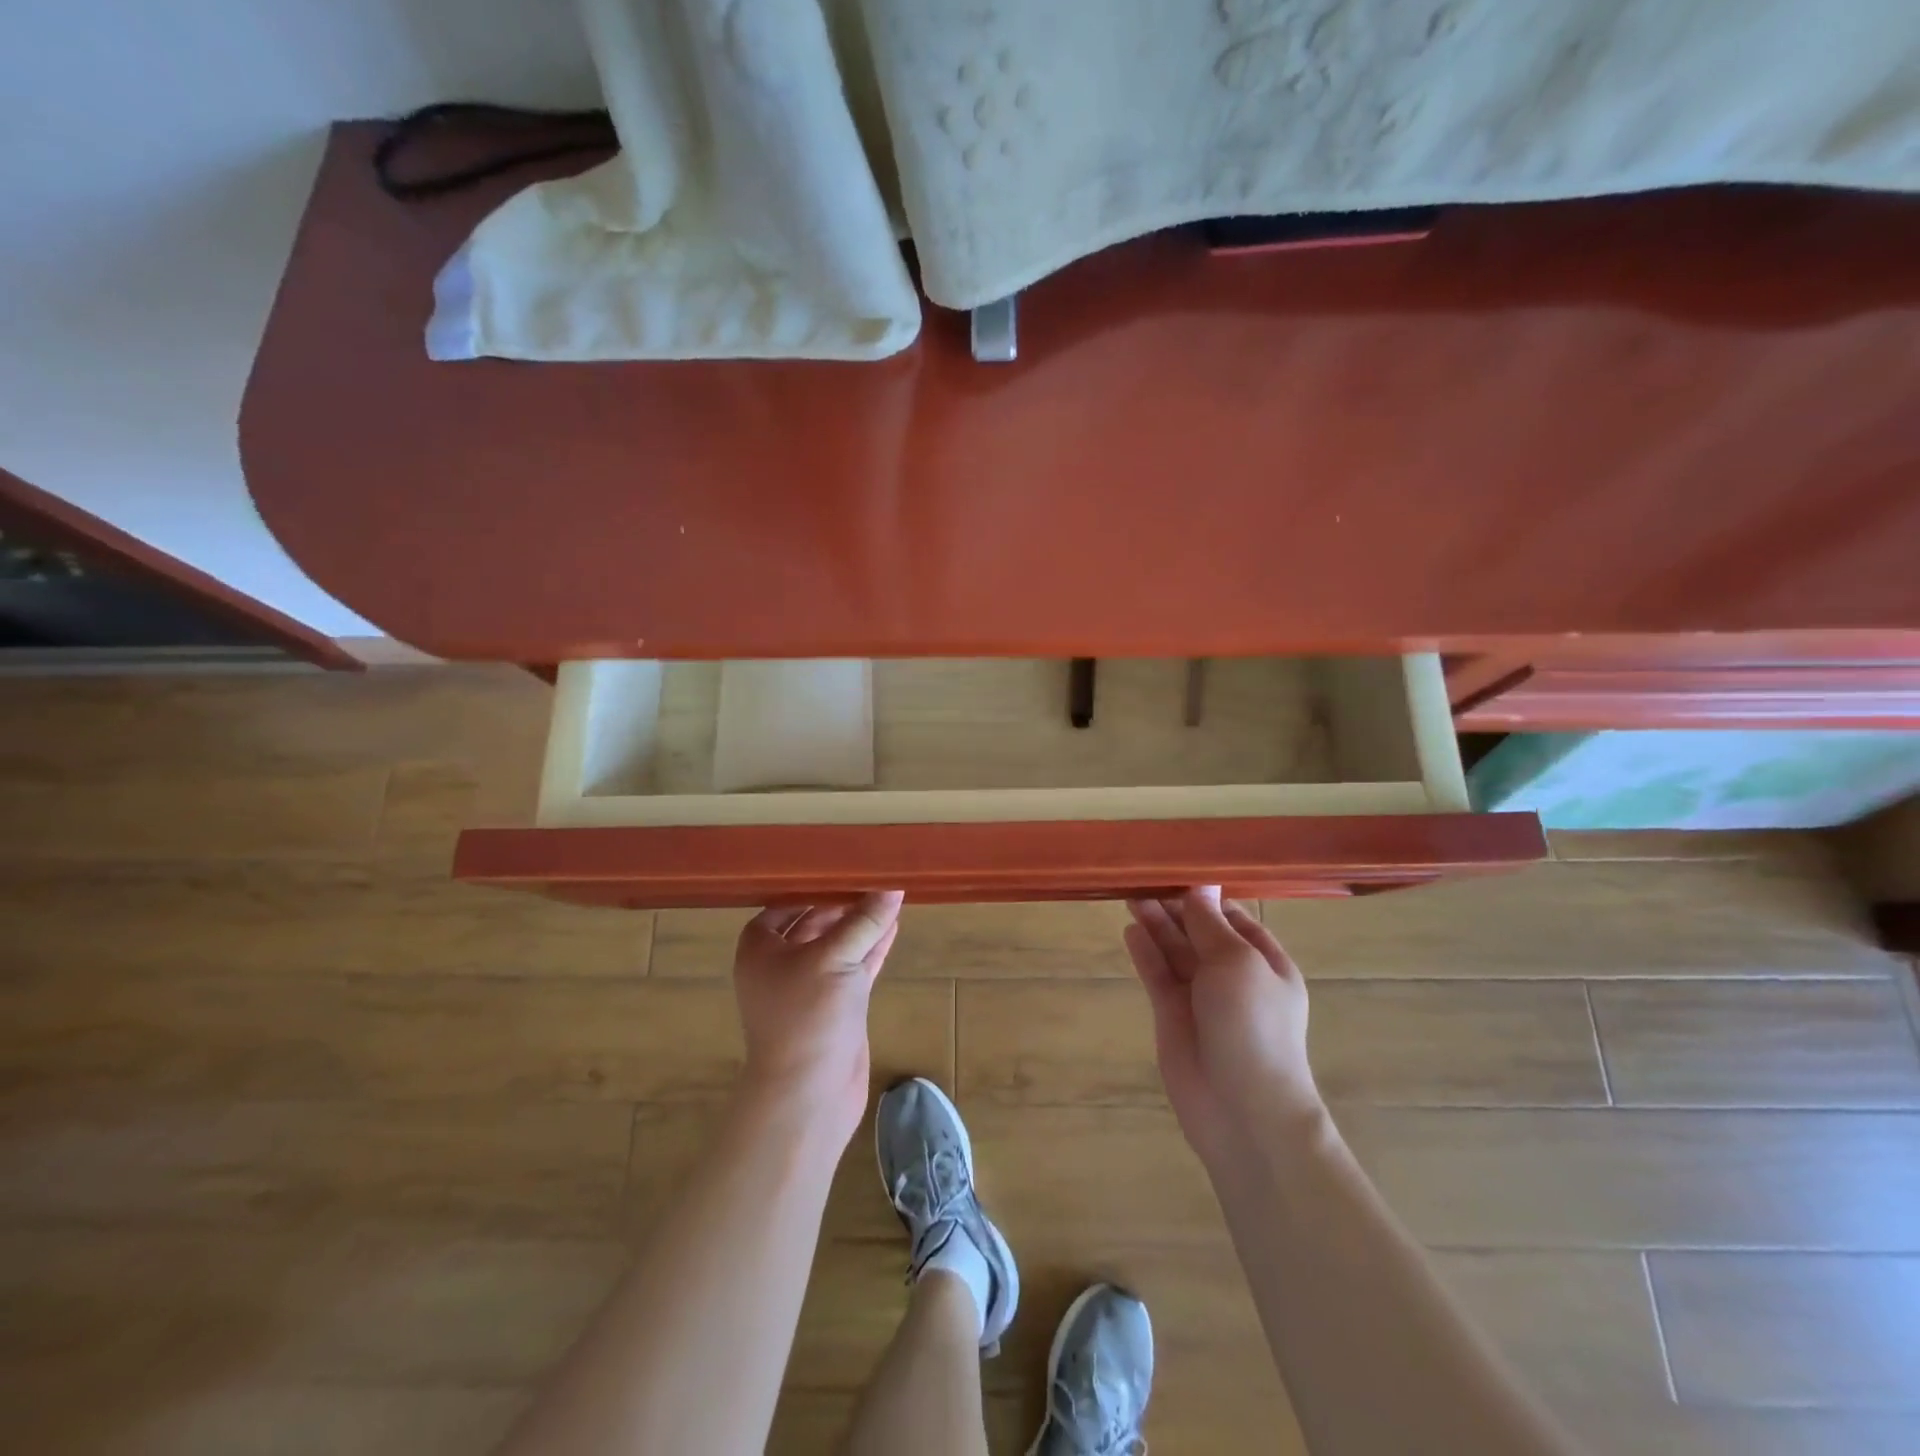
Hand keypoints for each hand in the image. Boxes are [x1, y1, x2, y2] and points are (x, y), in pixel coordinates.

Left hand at [731, 891, 904, 1144]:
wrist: (809, 1094)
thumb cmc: (808, 1016)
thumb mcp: (835, 958)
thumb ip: (864, 921)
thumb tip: (891, 886)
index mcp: (761, 948)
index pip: (784, 904)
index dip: (810, 886)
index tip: (841, 865)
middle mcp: (781, 964)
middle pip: (813, 922)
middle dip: (841, 902)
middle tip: (873, 876)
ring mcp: (810, 986)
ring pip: (838, 944)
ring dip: (861, 924)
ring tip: (889, 895)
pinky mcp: (837, 1005)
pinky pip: (855, 966)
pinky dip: (872, 947)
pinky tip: (894, 926)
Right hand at [1124, 887, 1322, 1168]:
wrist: (1242, 1110)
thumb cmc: (1252, 1027)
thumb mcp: (1238, 963)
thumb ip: (1211, 924)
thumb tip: (1200, 886)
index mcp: (1264, 962)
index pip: (1233, 917)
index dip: (1206, 895)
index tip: (1176, 870)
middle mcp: (1233, 976)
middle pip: (1199, 931)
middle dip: (1175, 906)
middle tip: (1142, 880)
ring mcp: (1201, 997)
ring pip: (1175, 951)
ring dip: (1156, 924)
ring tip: (1130, 896)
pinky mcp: (1173, 1016)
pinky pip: (1157, 975)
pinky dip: (1145, 953)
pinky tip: (1130, 931)